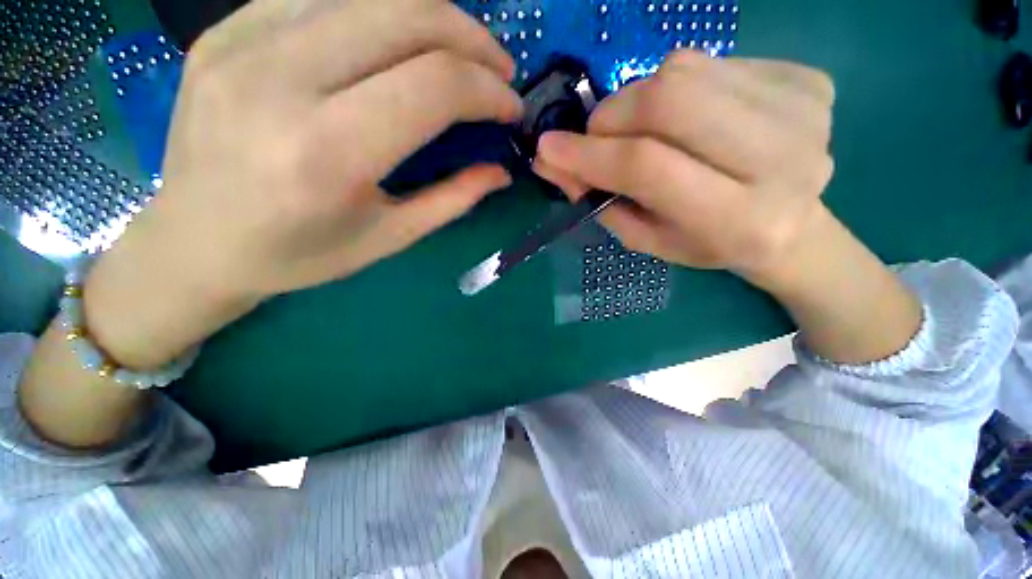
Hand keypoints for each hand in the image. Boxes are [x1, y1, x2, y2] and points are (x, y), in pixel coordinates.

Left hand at [84, 0, 522, 368]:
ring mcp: (242, 42)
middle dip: (471, 38)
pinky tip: (395, 44)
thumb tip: (501, 172)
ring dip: (432, 16)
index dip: (487, 91)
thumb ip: (452, 200)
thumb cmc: (299, 254)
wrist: (194, 243)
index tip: (511, 109)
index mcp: (326, 153)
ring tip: (458, 53)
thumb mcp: (389, 237)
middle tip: (497, 70)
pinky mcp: (225, 28)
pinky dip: (378, 12)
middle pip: (405, 15)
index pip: (433, 86)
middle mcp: (279, 81)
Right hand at [536, 52, 920, 364]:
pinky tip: (689, 119)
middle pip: (668, 100)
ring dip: (640, 98)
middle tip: (598, 136)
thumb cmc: (707, 244)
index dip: (589, 154)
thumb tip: (551, 159)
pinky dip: (679, 87)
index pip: (647, 166)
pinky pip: (712, 62)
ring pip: (685, 70)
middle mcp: (783, 159)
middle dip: (612, 115)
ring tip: (644, 131)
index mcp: (739, 221)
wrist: (790, 227)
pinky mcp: (808, 80)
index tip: (548, 149)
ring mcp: (803, 110)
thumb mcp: (646, 238)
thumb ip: (599, 201)